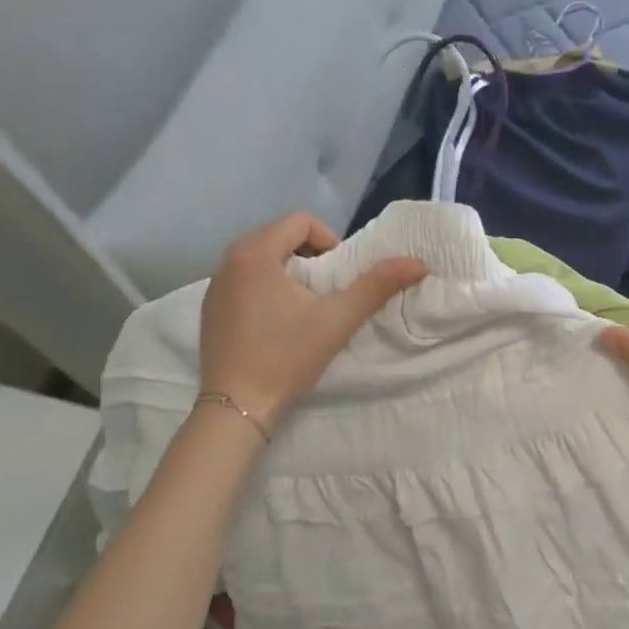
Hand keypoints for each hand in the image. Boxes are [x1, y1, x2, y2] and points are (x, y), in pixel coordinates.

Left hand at [198, 213, 425, 430]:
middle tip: (328, 292)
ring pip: (262, 260)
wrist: (235, 407)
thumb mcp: (339, 319)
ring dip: (290, 273)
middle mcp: (229, 261)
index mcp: (255, 252)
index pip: (301, 221)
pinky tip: (278, 326)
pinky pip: (245, 282)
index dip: (330, 241)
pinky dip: (267, 290)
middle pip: (280, 237)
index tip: (340, 277)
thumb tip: (417, 262)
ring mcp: (215, 286)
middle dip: (311, 257)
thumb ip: (377, 285)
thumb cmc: (287, 356)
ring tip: (306, 308)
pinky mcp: (210, 310)